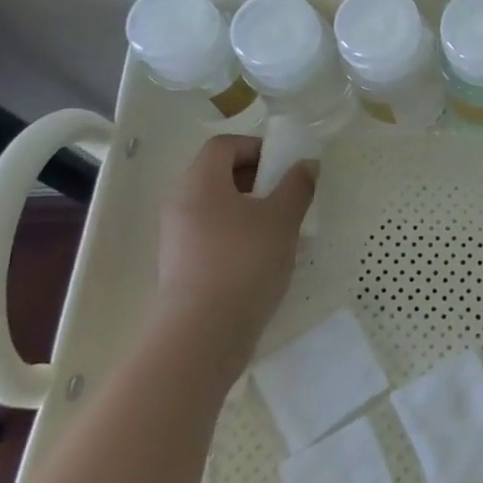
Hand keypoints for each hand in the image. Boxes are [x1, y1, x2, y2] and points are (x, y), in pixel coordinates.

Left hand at [155, 134, 315, 361]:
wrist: (202, 337)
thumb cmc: (244, 264)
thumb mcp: (282, 220)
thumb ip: (297, 186)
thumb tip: (307, 165)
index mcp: (200, 183)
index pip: (223, 146)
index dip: (255, 147)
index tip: (282, 167)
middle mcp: (181, 205)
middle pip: (217, 174)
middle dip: (254, 178)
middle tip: (284, 195)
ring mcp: (176, 238)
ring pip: (215, 207)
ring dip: (247, 209)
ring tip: (278, 229)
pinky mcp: (180, 268)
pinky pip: (210, 235)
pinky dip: (235, 235)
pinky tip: (260, 258)